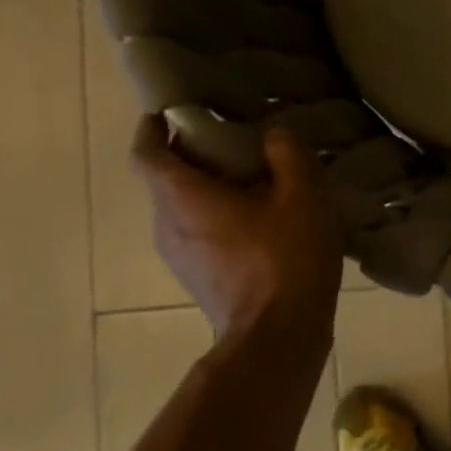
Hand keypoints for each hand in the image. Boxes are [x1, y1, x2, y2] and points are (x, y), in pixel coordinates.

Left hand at [131, 115, 342, 343]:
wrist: (279, 334)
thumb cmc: (286, 258)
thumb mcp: (303, 198)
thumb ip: (289, 157)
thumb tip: (275, 134)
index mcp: (182, 197)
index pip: (146, 153)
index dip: (152, 130)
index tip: (168, 115)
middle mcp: (166, 224)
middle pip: (166, 182)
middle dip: (192, 160)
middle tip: (232, 148)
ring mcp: (179, 258)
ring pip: (183, 212)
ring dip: (208, 194)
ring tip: (253, 188)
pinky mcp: (199, 281)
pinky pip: (200, 237)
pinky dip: (219, 222)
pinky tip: (260, 228)